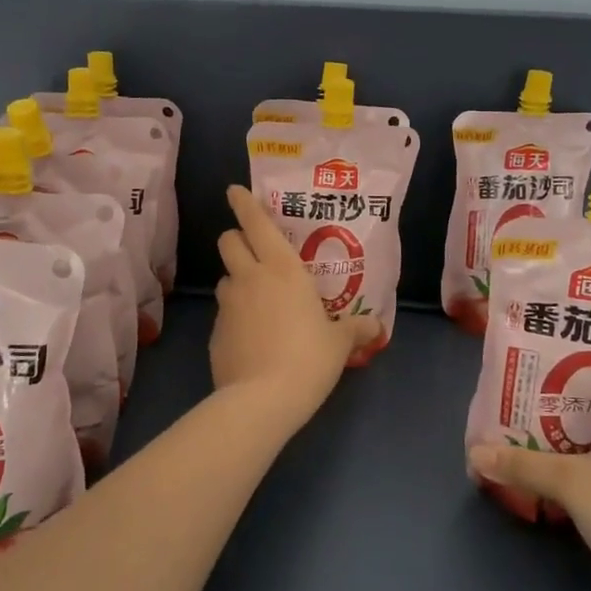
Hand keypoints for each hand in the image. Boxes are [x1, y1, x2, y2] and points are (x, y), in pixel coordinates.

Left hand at [211, 185, 378, 426]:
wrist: (262, 400)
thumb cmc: (309, 358)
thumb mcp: (339, 343)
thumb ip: (356, 329)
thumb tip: (375, 327)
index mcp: (282, 268)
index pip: (255, 222)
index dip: (243, 203)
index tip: (234, 191)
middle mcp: (250, 278)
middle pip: (228, 241)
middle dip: (236, 238)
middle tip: (254, 251)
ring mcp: (228, 305)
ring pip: (225, 278)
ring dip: (238, 280)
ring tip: (258, 301)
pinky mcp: (214, 332)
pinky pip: (224, 313)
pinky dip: (235, 316)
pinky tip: (252, 337)